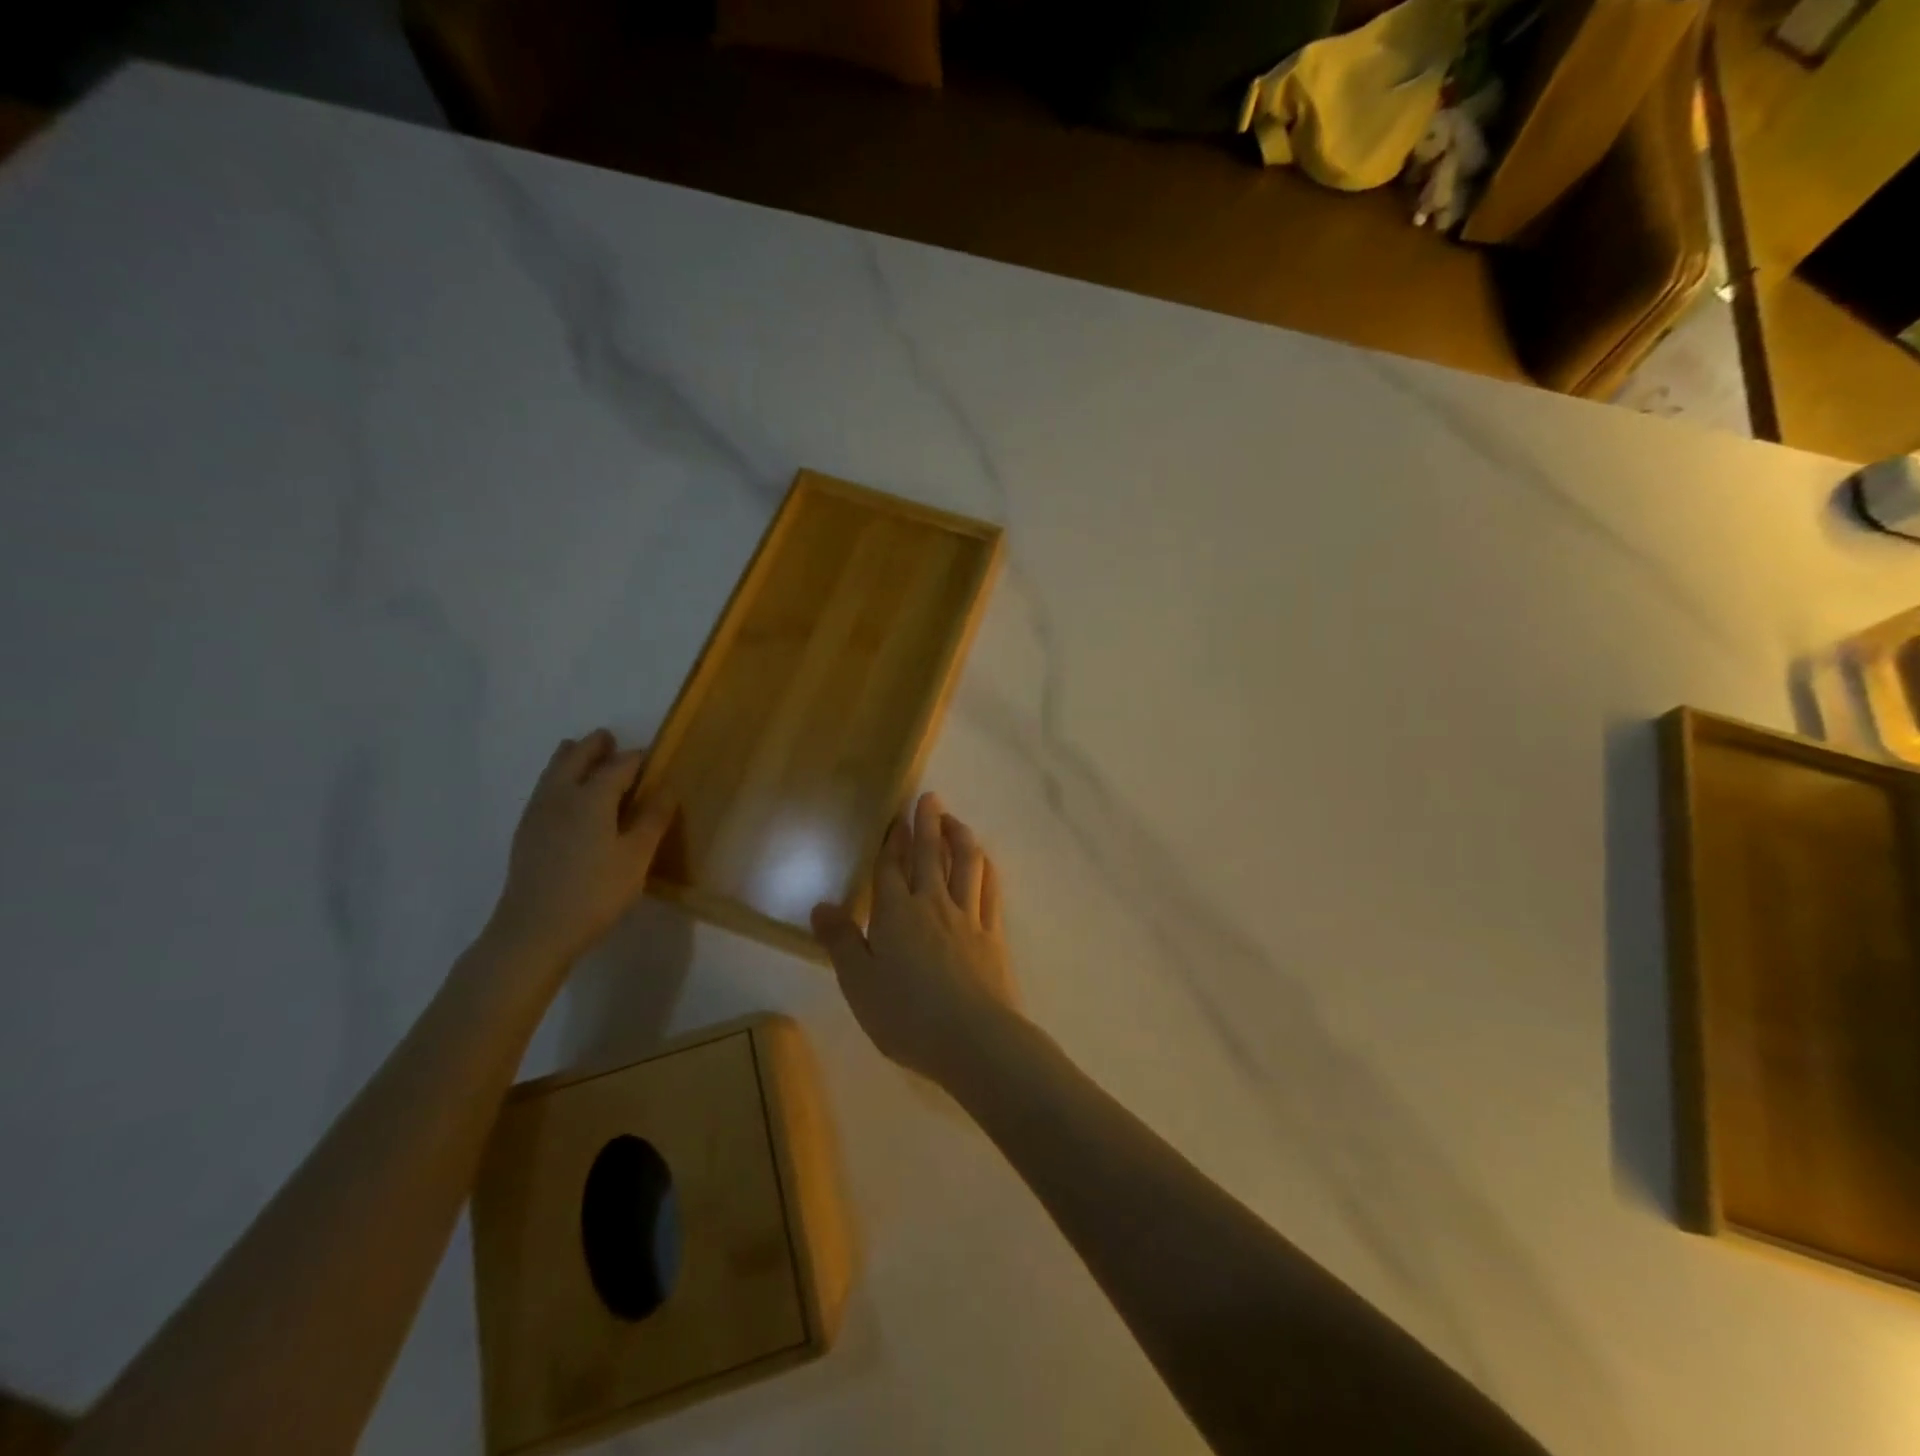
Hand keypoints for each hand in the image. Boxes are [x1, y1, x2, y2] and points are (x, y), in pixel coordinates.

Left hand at [487, 729, 673, 966]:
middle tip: (609, 739)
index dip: (636, 758)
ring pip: (553, 771)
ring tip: (581, 753)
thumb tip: (667, 789)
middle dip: (594, 746)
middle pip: (576, 758)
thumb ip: (652, 820)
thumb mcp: (636, 858)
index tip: (651, 756)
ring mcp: (538, 813)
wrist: (533, 930)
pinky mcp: (526, 832)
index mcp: (592, 797)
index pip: (618, 766)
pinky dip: (557, 778)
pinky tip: (564, 795)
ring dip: (571, 757)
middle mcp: (561, 796)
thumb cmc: (594, 893)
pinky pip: (544, 789)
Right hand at [812, 792, 1018, 1082]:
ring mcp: (968, 917)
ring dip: (960, 836)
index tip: (895, 817)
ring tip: (954, 820)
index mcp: (896, 914)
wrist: (973, 1039)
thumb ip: (841, 942)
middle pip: (929, 855)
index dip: (891, 841)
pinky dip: (986, 868)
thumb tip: (820, 905)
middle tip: (929, 797)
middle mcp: (933, 905)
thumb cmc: (907, 1015)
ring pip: (966, 863)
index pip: (890, 868)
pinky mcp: (993, 934)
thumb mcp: (859, 984)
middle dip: (927, 823)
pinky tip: (984, 862)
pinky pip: (990, 889)